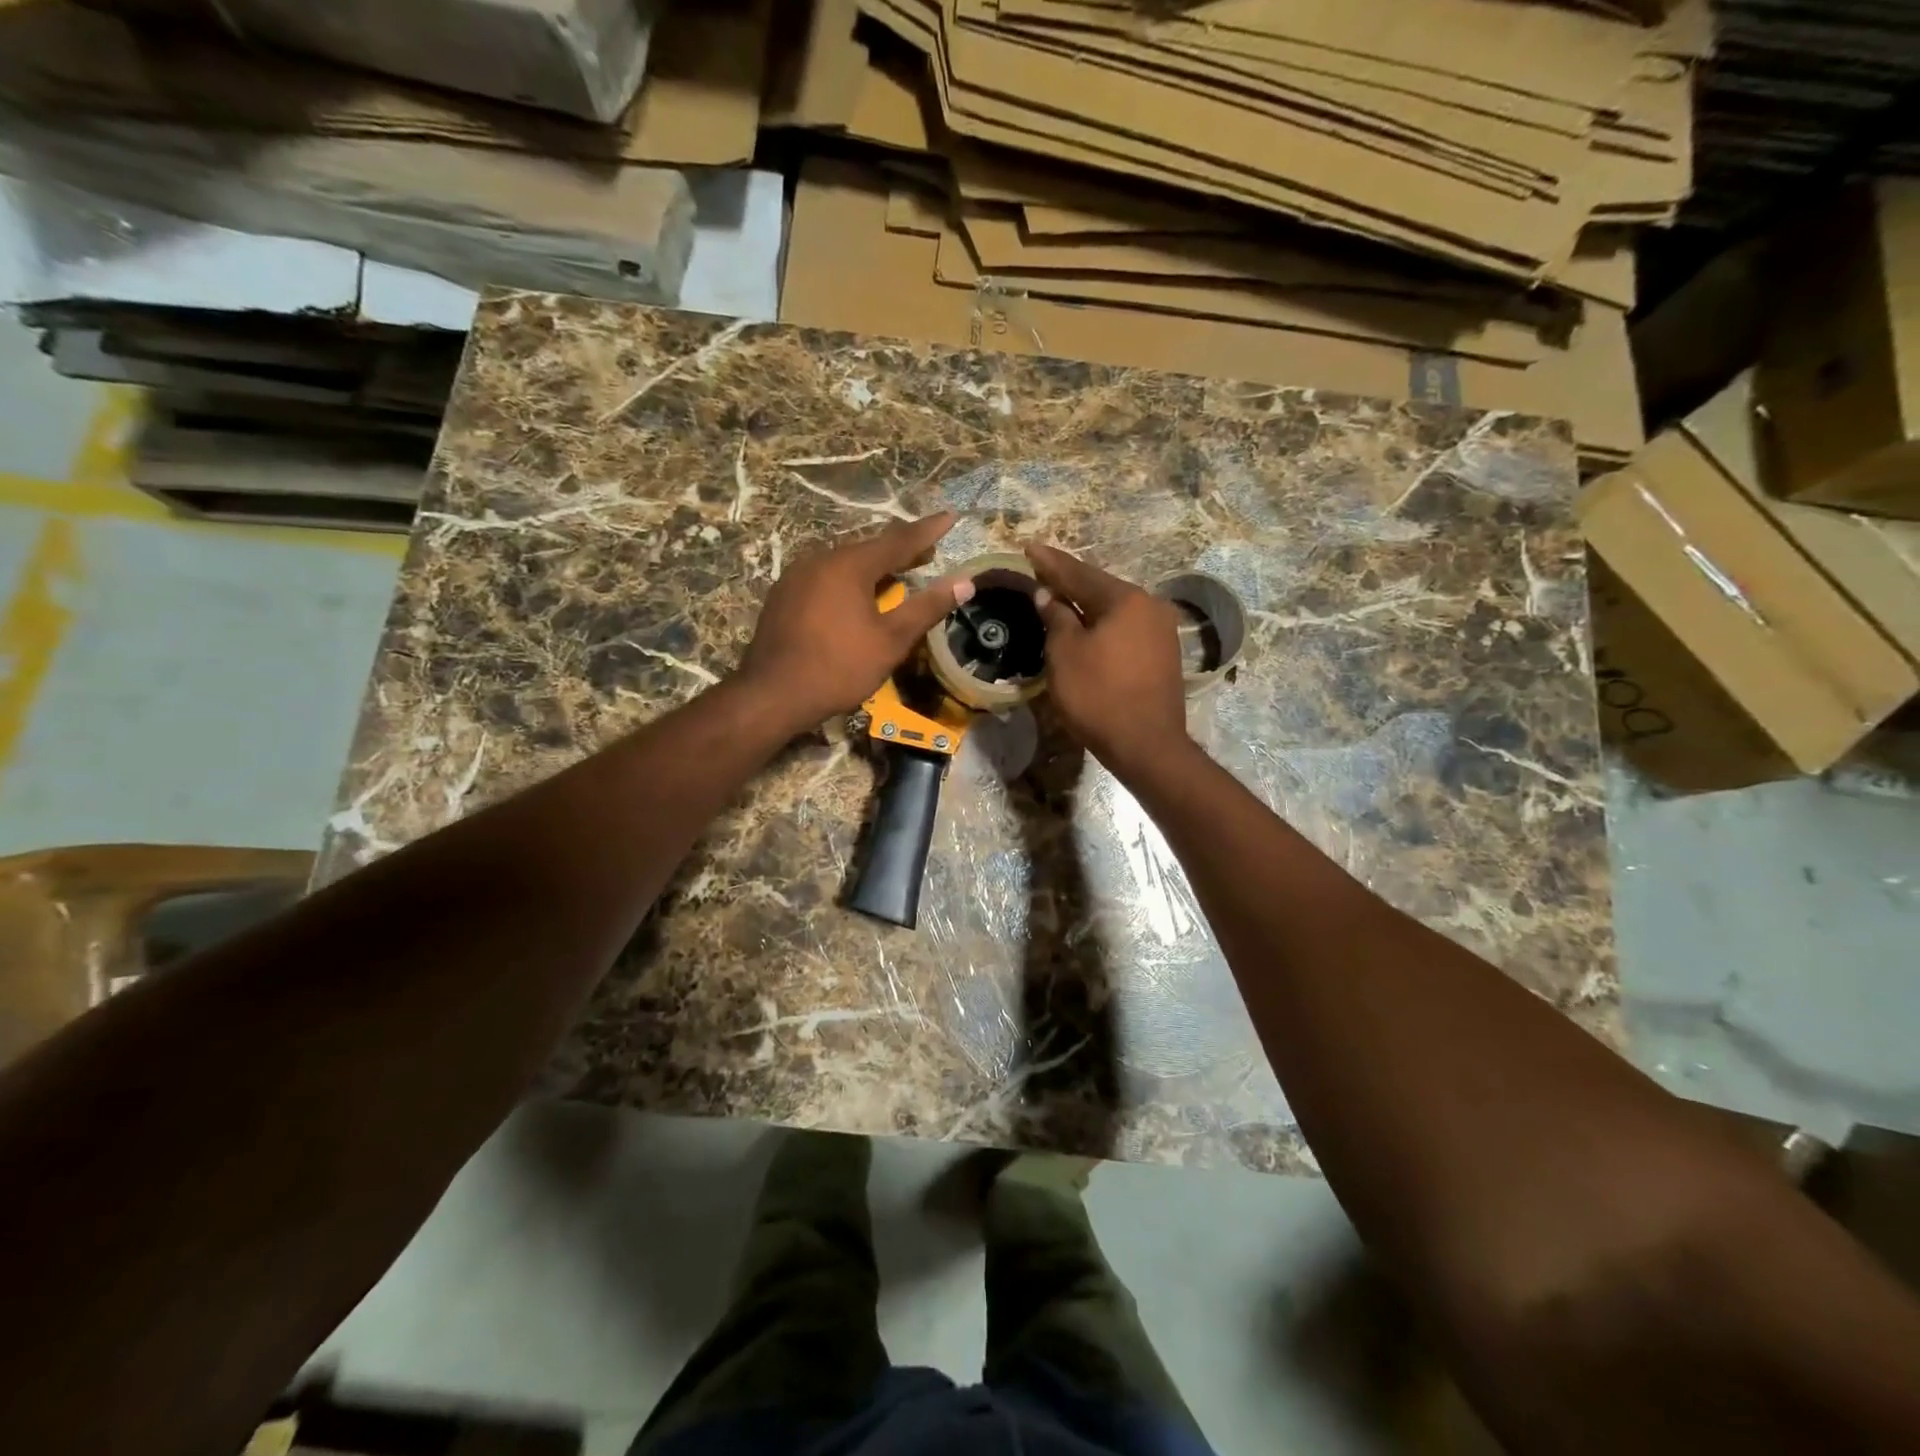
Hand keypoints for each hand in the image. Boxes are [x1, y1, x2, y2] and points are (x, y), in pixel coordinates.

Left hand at [739, 513, 973, 731]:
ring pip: (844, 564)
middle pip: (869, 549)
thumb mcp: (891, 640)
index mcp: (849, 565)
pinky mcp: (783, 597)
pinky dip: (848, 582)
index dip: (928, 531)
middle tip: (927, 553)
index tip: (949, 517)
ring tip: (895, 576)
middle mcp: (820, 560)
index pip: (899, 540)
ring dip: (873, 568)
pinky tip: (855, 598)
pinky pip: (825, 579)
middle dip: (900, 551)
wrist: (773, 695)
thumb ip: (927, 607)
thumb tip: (964, 582)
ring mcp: (796, 577)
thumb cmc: (839, 667)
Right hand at [1026, 543, 1189, 780]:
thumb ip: (1056, 617)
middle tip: (1042, 572)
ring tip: (1061, 598)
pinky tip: (1088, 627)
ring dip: (1087, 605)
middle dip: (1070, 581)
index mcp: (1125, 599)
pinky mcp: (1164, 655)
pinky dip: (1103, 624)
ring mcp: (1161, 631)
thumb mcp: (1065, 654)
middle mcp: (1150, 606)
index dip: (1050, 562)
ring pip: (1115, 609)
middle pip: (1101, 588)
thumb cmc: (1098, 696)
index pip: (1079, 573)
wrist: (1146, 745)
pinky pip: (1126, 628)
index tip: (1029, 548)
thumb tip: (1049, 595)